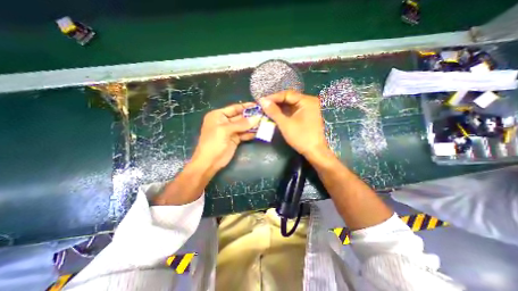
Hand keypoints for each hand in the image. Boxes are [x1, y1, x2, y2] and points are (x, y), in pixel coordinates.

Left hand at [191, 102, 260, 174]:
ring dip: (253, 125)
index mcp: (218, 115)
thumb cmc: (213, 143)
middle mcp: (225, 121)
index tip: (258, 105)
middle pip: (240, 117)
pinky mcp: (235, 139)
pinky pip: (244, 134)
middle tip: (264, 115)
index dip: (246, 106)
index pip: (234, 108)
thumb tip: (257, 118)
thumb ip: (241, 124)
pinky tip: (259, 132)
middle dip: (251, 116)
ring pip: (244, 126)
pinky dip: (251, 133)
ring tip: (264, 123)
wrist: (209, 162)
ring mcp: (231, 131)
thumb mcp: (225, 130)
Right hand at [258, 91, 326, 157]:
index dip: (273, 97)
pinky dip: (284, 113)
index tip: (261, 101)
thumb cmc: (301, 137)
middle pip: (289, 99)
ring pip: (290, 105)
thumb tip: (262, 101)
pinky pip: (292, 111)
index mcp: (307, 101)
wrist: (314, 152)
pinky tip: (275, 115)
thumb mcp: (285, 124)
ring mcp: (308, 109)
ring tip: (266, 110)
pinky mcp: (306, 116)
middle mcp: (308, 102)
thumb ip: (274, 112)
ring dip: (278, 108)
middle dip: (275, 103)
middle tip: (262, 106)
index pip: (287, 94)